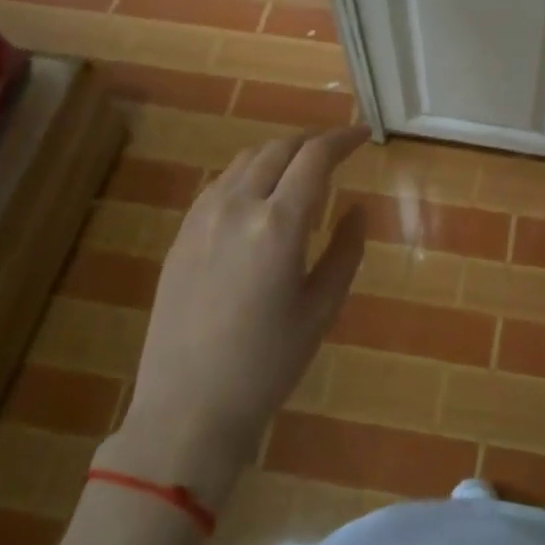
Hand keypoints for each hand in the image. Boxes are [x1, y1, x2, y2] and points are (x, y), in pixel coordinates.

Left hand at [101, 128, 368, 507]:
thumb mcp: (321, 309)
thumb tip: (357, 210)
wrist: (187, 408)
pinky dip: (249, 174)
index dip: (342, 140)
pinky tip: (260, 197)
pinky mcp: (181, 233)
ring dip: (279, 154)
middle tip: (336, 152)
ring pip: (246, 160)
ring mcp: (202, 217)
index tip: (362, 136)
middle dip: (312, 142)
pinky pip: (221, 183)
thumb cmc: (267, 365)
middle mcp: (237, 207)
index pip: (315, 158)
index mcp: (278, 226)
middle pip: (279, 148)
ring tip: (301, 172)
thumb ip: (345, 251)